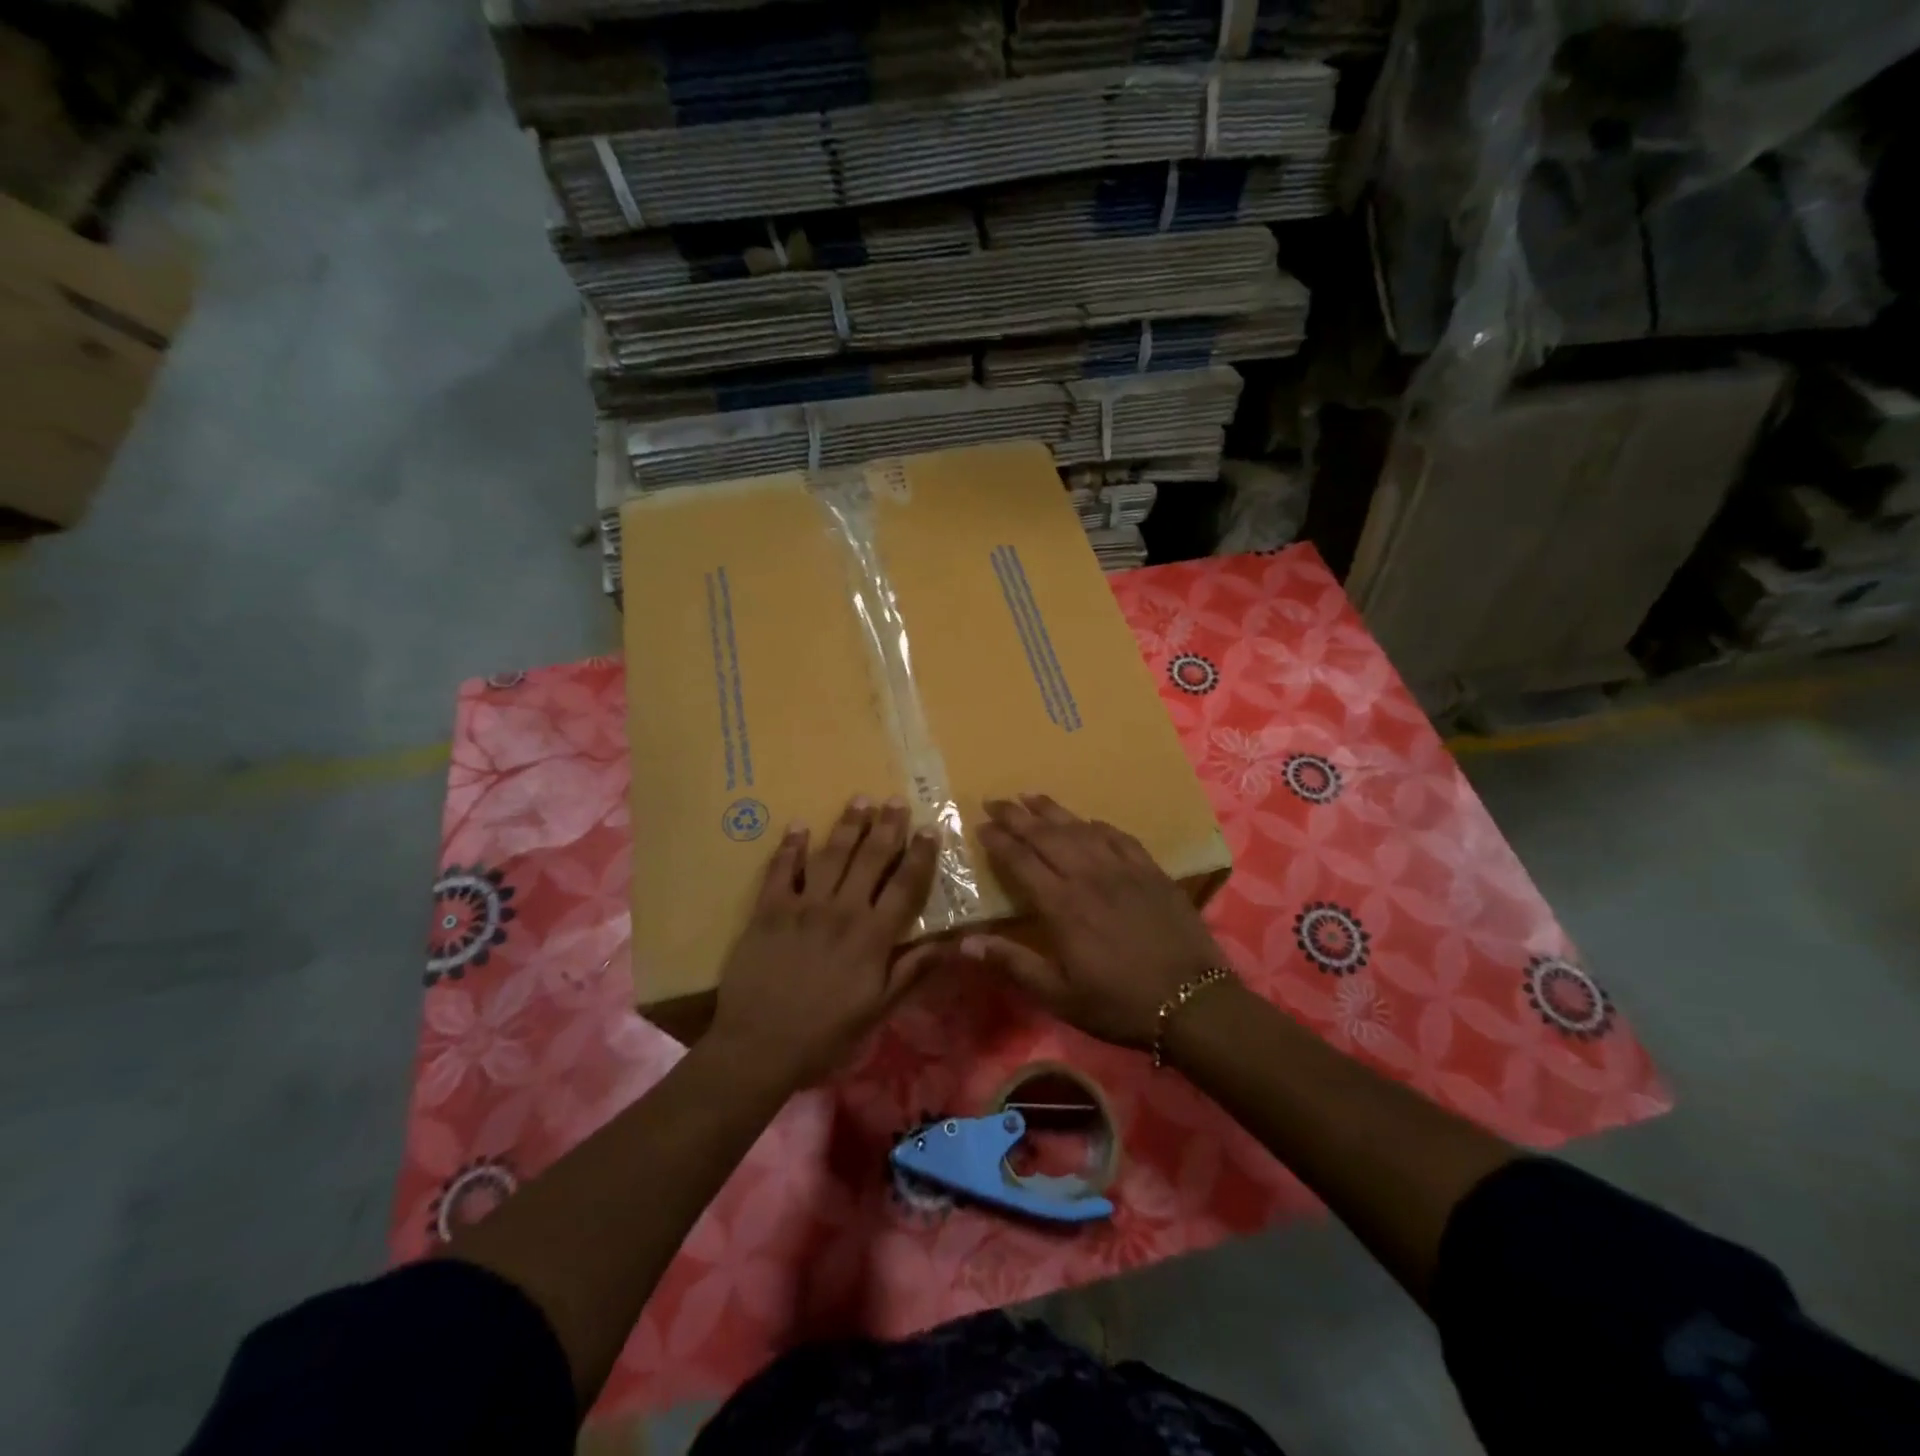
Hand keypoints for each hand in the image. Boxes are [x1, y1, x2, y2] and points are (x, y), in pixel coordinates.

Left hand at [709, 796, 944, 1086]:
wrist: (760, 1047)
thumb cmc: (826, 1034)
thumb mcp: (879, 1011)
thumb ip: (913, 972)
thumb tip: (952, 943)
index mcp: (873, 936)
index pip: (905, 885)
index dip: (920, 855)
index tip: (930, 829)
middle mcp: (842, 911)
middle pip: (870, 859)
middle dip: (886, 827)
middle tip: (896, 801)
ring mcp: (802, 907)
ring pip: (830, 855)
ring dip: (847, 826)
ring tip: (859, 800)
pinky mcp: (768, 911)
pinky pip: (780, 870)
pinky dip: (790, 846)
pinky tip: (798, 825)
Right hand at [965, 794, 1226, 1047]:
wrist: (1192, 1002)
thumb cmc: (1118, 1004)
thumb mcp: (1059, 995)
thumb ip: (1013, 963)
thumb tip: (965, 942)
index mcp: (1062, 906)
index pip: (1022, 861)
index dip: (999, 841)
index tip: (981, 825)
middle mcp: (1089, 877)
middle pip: (1046, 836)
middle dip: (1017, 816)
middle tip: (996, 801)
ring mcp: (1124, 870)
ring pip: (1081, 829)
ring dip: (1053, 811)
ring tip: (1031, 796)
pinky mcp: (1152, 872)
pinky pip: (1119, 838)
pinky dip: (1098, 825)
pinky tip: (1088, 821)